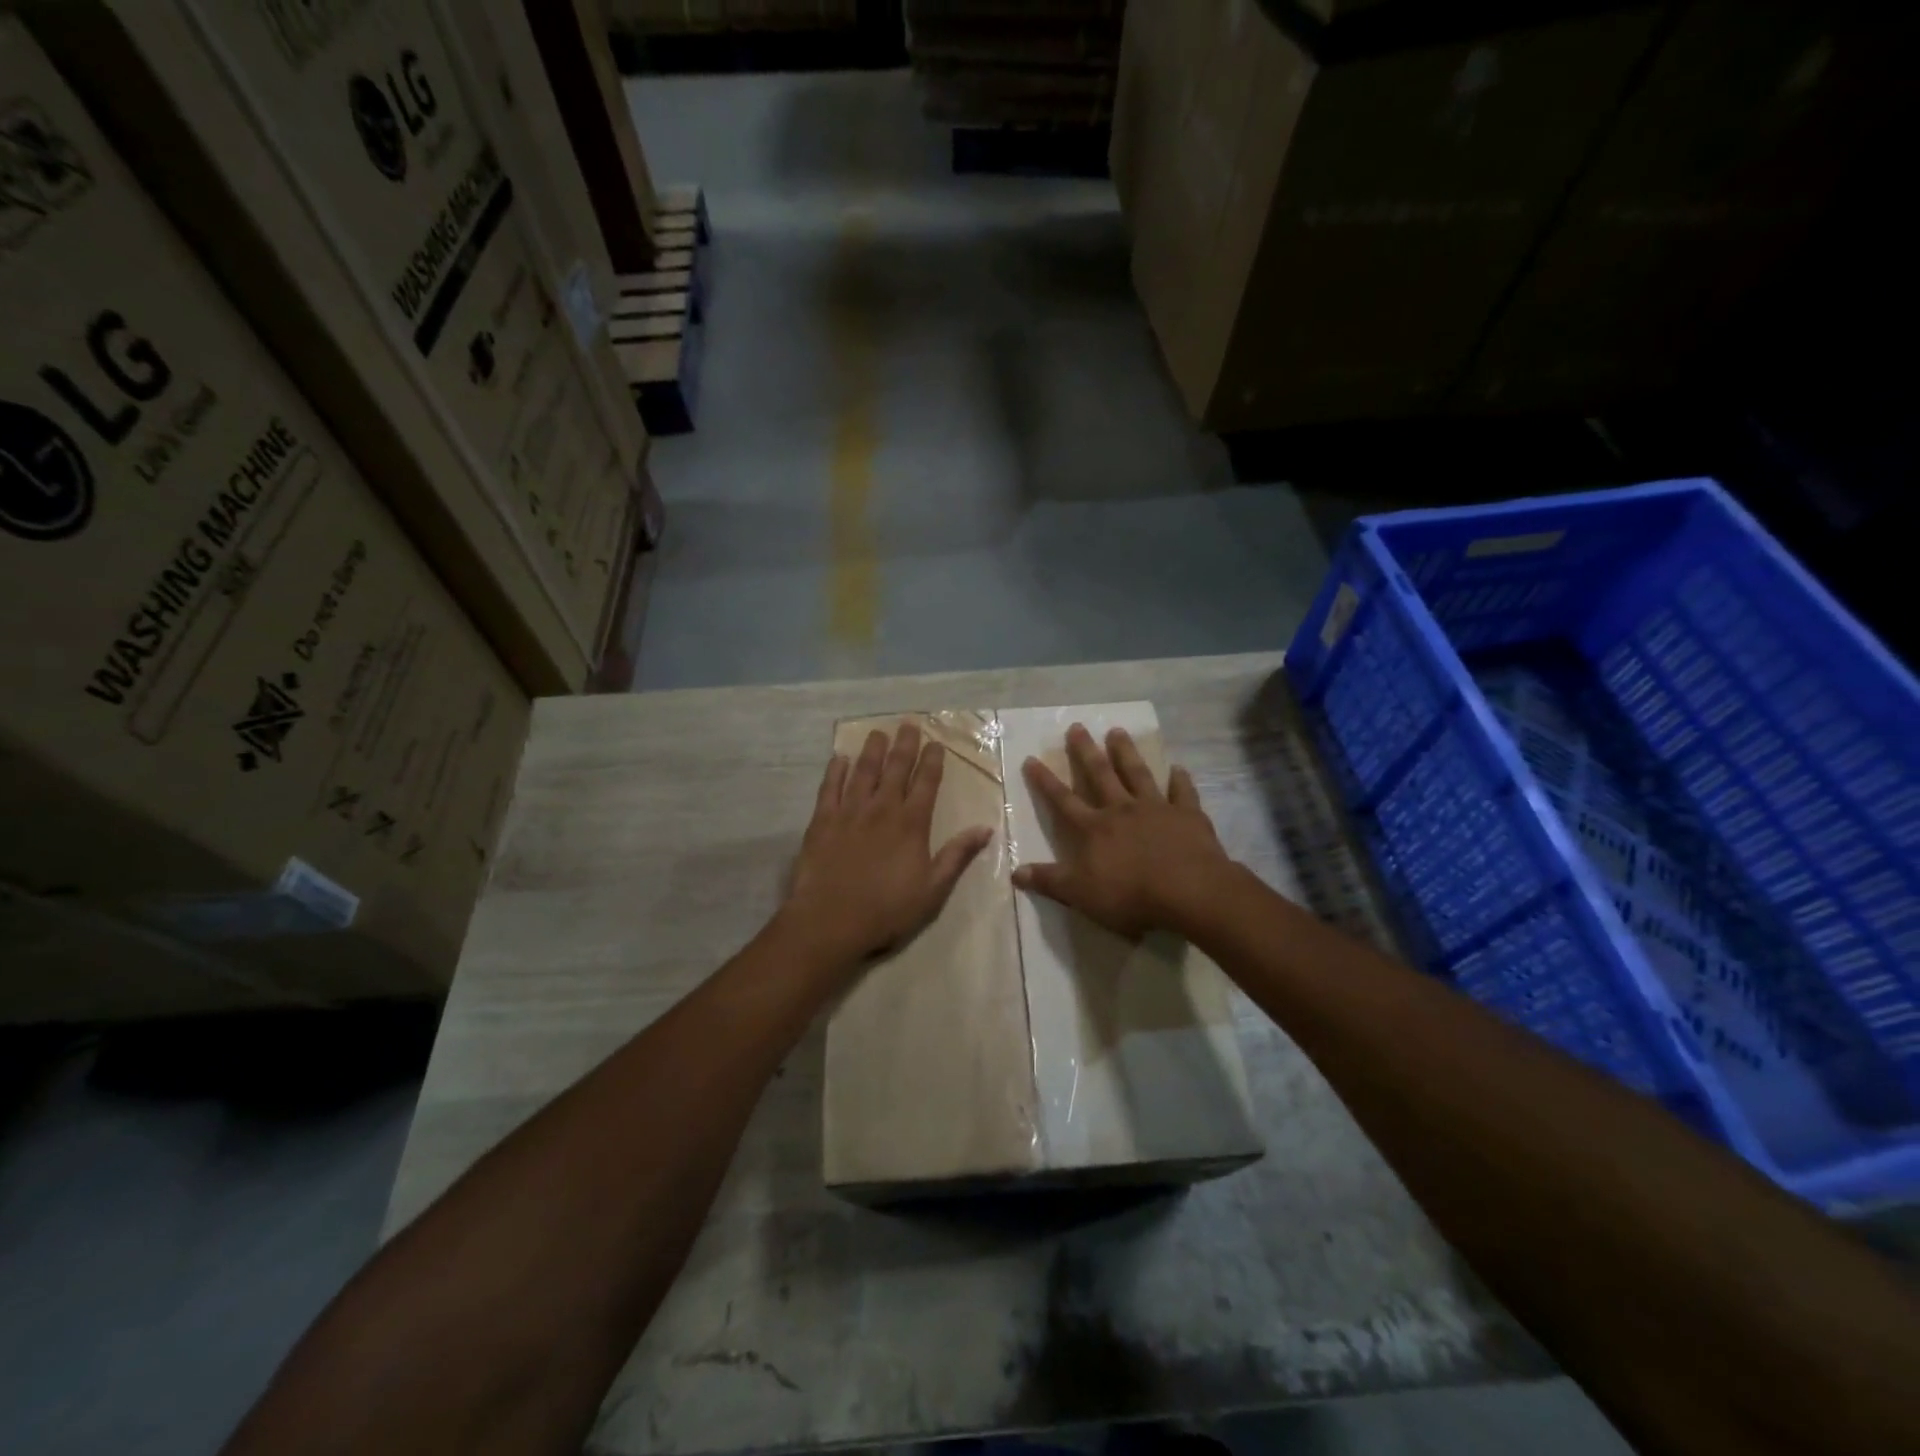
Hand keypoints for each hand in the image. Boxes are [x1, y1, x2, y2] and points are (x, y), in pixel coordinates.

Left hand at [783, 723, 994, 966]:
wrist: (830, 920)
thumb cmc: (887, 910)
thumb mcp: (933, 889)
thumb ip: (957, 856)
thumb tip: (985, 828)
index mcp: (911, 824)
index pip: (926, 783)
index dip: (932, 761)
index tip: (936, 744)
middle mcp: (882, 809)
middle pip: (896, 768)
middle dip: (905, 745)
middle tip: (908, 725)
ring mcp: (849, 812)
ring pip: (863, 771)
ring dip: (872, 750)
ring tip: (877, 733)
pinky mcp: (822, 821)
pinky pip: (830, 788)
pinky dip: (835, 771)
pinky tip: (840, 759)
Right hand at [1012, 724, 1234, 938]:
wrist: (1187, 891)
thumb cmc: (1130, 895)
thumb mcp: (1080, 894)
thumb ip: (1049, 881)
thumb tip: (1015, 873)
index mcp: (1094, 828)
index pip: (1063, 800)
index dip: (1045, 781)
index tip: (1031, 758)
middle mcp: (1121, 810)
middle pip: (1100, 775)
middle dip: (1085, 751)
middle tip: (1077, 726)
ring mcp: (1156, 809)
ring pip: (1137, 773)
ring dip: (1126, 752)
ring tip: (1117, 731)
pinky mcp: (1187, 815)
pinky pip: (1182, 792)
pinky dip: (1180, 780)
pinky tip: (1178, 768)